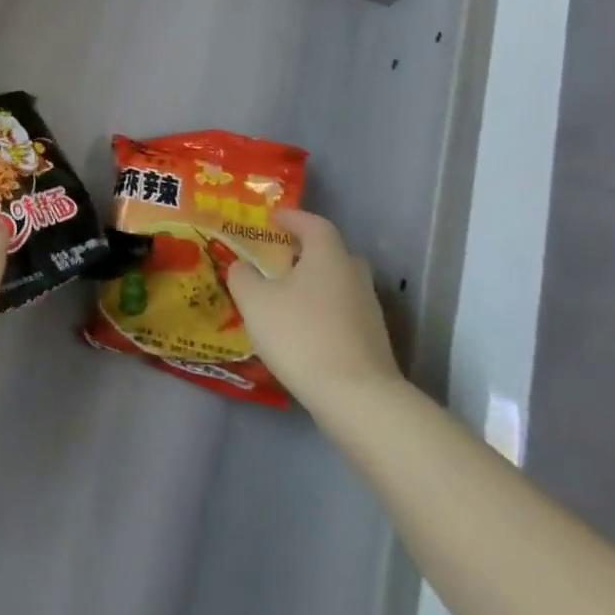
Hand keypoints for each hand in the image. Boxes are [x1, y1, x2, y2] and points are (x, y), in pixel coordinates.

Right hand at [225, 207, 399, 411]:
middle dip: (305, 252)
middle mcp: (354, 276)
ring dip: (313, 284)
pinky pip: (341, 312)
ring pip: (337, 284)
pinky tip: (301, 329)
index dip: (293, 218)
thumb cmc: (300, 334)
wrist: (356, 397)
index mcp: (328, 256)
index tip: (273, 219)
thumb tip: (242, 266)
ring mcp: (368, 310)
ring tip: (284, 296)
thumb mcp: (255, 301)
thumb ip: (243, 276)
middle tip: (279, 257)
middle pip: (331, 253)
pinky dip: (321, 311)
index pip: (314, 224)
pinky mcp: (372, 340)